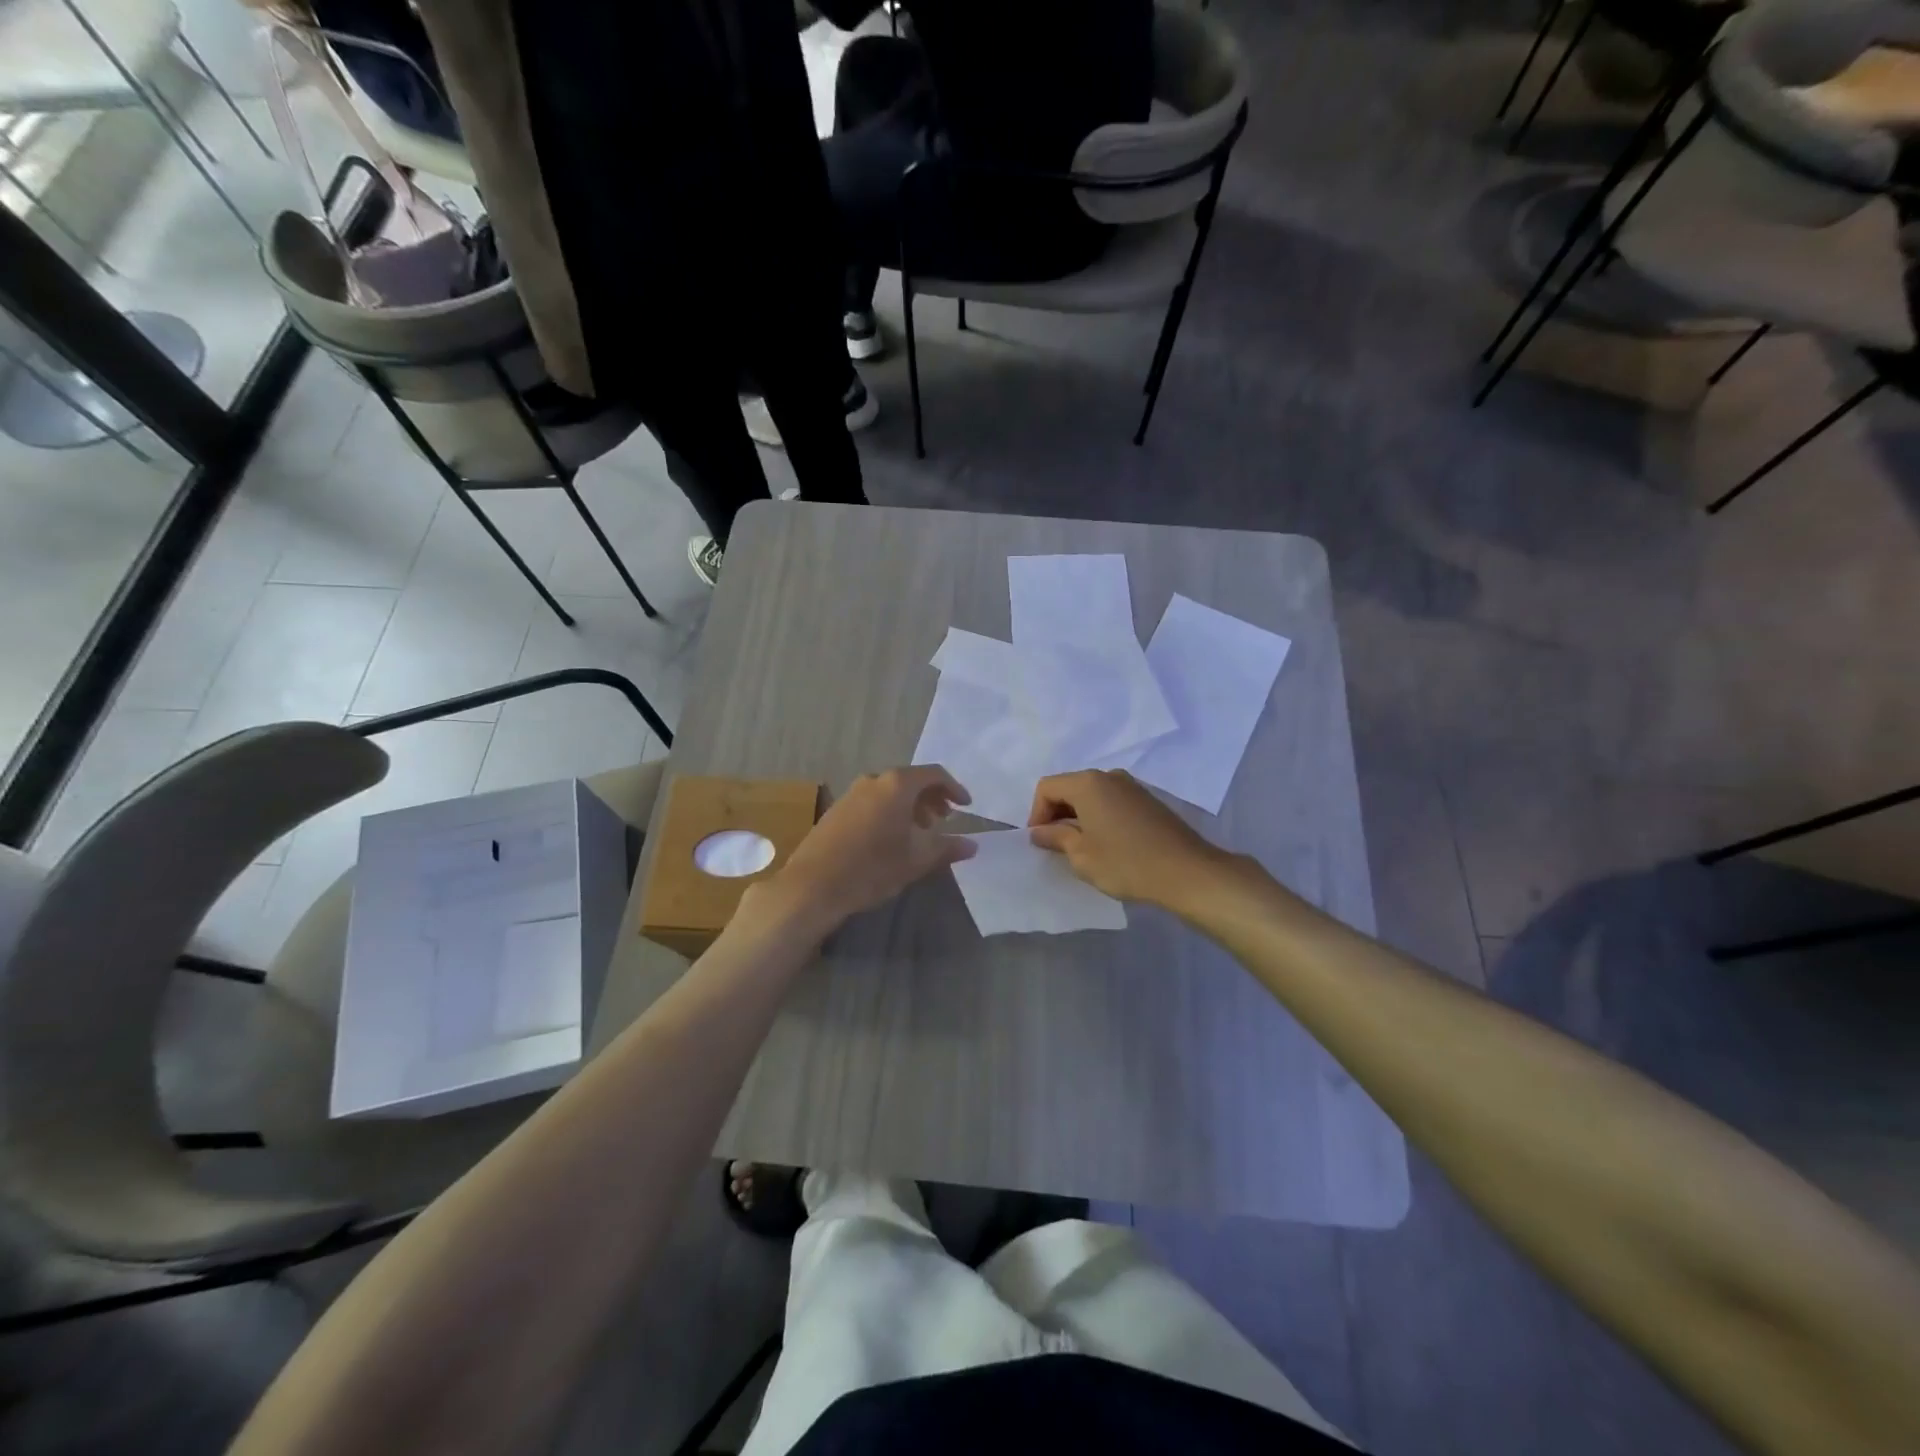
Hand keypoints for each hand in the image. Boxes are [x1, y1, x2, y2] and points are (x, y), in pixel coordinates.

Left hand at [758, 766, 975, 933]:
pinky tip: (890, 839)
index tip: (965, 807)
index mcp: (896, 785)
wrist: (812, 886)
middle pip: (910, 780)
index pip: (934, 774)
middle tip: (943, 821)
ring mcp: (851, 793)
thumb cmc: (871, 868)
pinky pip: (872, 801)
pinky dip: (889, 812)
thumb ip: (946, 848)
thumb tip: (972, 845)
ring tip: (918, 833)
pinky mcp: (836, 810)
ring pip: (890, 791)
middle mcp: (873, 780)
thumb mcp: (915, 860)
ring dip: (909, 807)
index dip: (954, 788)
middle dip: (931, 798)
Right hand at [1028, 769, 1231, 910]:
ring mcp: (1132, 786)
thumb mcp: (1082, 855)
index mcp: (1088, 783)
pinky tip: (1107, 844)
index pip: (1047, 787)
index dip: (1036, 814)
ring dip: (1079, 816)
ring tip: (1081, 848)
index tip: (1041, 842)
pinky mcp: (1148, 800)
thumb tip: (1040, 831)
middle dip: (1057, 814)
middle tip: (1057, 846)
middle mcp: (1109, 776)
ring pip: (1091, 795)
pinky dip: (1100, 817)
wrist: (1188, 872)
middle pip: (1069, 787)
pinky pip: (1112, 801)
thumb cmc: (1126, 863)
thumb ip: (1056, 837)